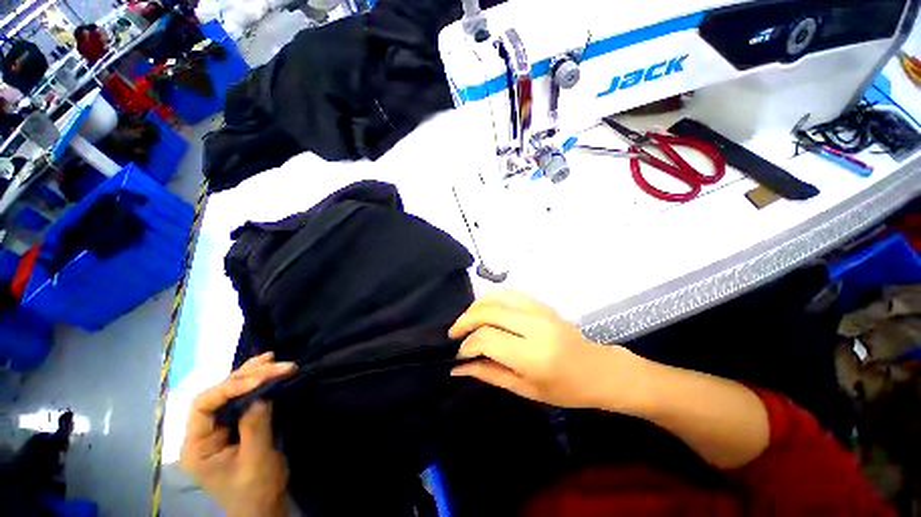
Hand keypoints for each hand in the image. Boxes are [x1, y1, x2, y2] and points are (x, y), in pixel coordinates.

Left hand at [179, 352, 296, 516]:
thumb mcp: (256, 460)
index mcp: (197, 446)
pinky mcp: (235, 425)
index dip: (229, 387)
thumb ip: (255, 427)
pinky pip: (242, 398)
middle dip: (248, 376)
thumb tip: (262, 394)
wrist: (264, 506)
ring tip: (271, 359)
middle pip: (218, 394)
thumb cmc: (255, 489)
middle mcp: (203, 432)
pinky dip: (255, 383)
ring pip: (230, 392)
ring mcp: (218, 428)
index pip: (203, 405)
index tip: (261, 377)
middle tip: (276, 364)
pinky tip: (266, 370)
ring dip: (251, 374)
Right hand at [449, 290, 644, 408]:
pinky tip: (486, 309)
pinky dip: (492, 298)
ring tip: (468, 321)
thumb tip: (458, 367)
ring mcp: (539, 310)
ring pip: (497, 296)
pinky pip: (510, 292)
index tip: (460, 355)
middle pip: (488, 311)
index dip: (467, 346)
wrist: (599, 369)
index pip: (487, 339)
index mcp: (532, 355)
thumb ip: (489, 374)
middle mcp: (535, 326)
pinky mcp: (542, 303)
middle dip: (465, 320)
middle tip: (455, 333)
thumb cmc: (566, 389)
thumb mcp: (525, 390)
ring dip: (476, 306)